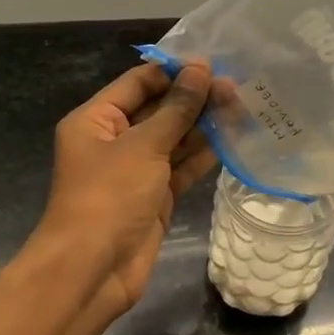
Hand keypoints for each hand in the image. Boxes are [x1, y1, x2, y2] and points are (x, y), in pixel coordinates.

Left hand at [35, 60, 216, 322]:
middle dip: (194, 98)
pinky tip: (232, 139)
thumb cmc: (109, 196)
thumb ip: (177, 108)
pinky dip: (204, 155)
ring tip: (241, 107)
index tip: (213, 64)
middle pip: (158, 109)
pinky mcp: (156, 196)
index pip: (139, 82)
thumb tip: (202, 70)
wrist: (92, 270)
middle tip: (235, 87)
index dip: (174, 72)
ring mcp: (136, 170)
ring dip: (204, 125)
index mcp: (96, 120)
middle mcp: (115, 140)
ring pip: (174, 139)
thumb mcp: (144, 146)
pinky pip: (182, 167)